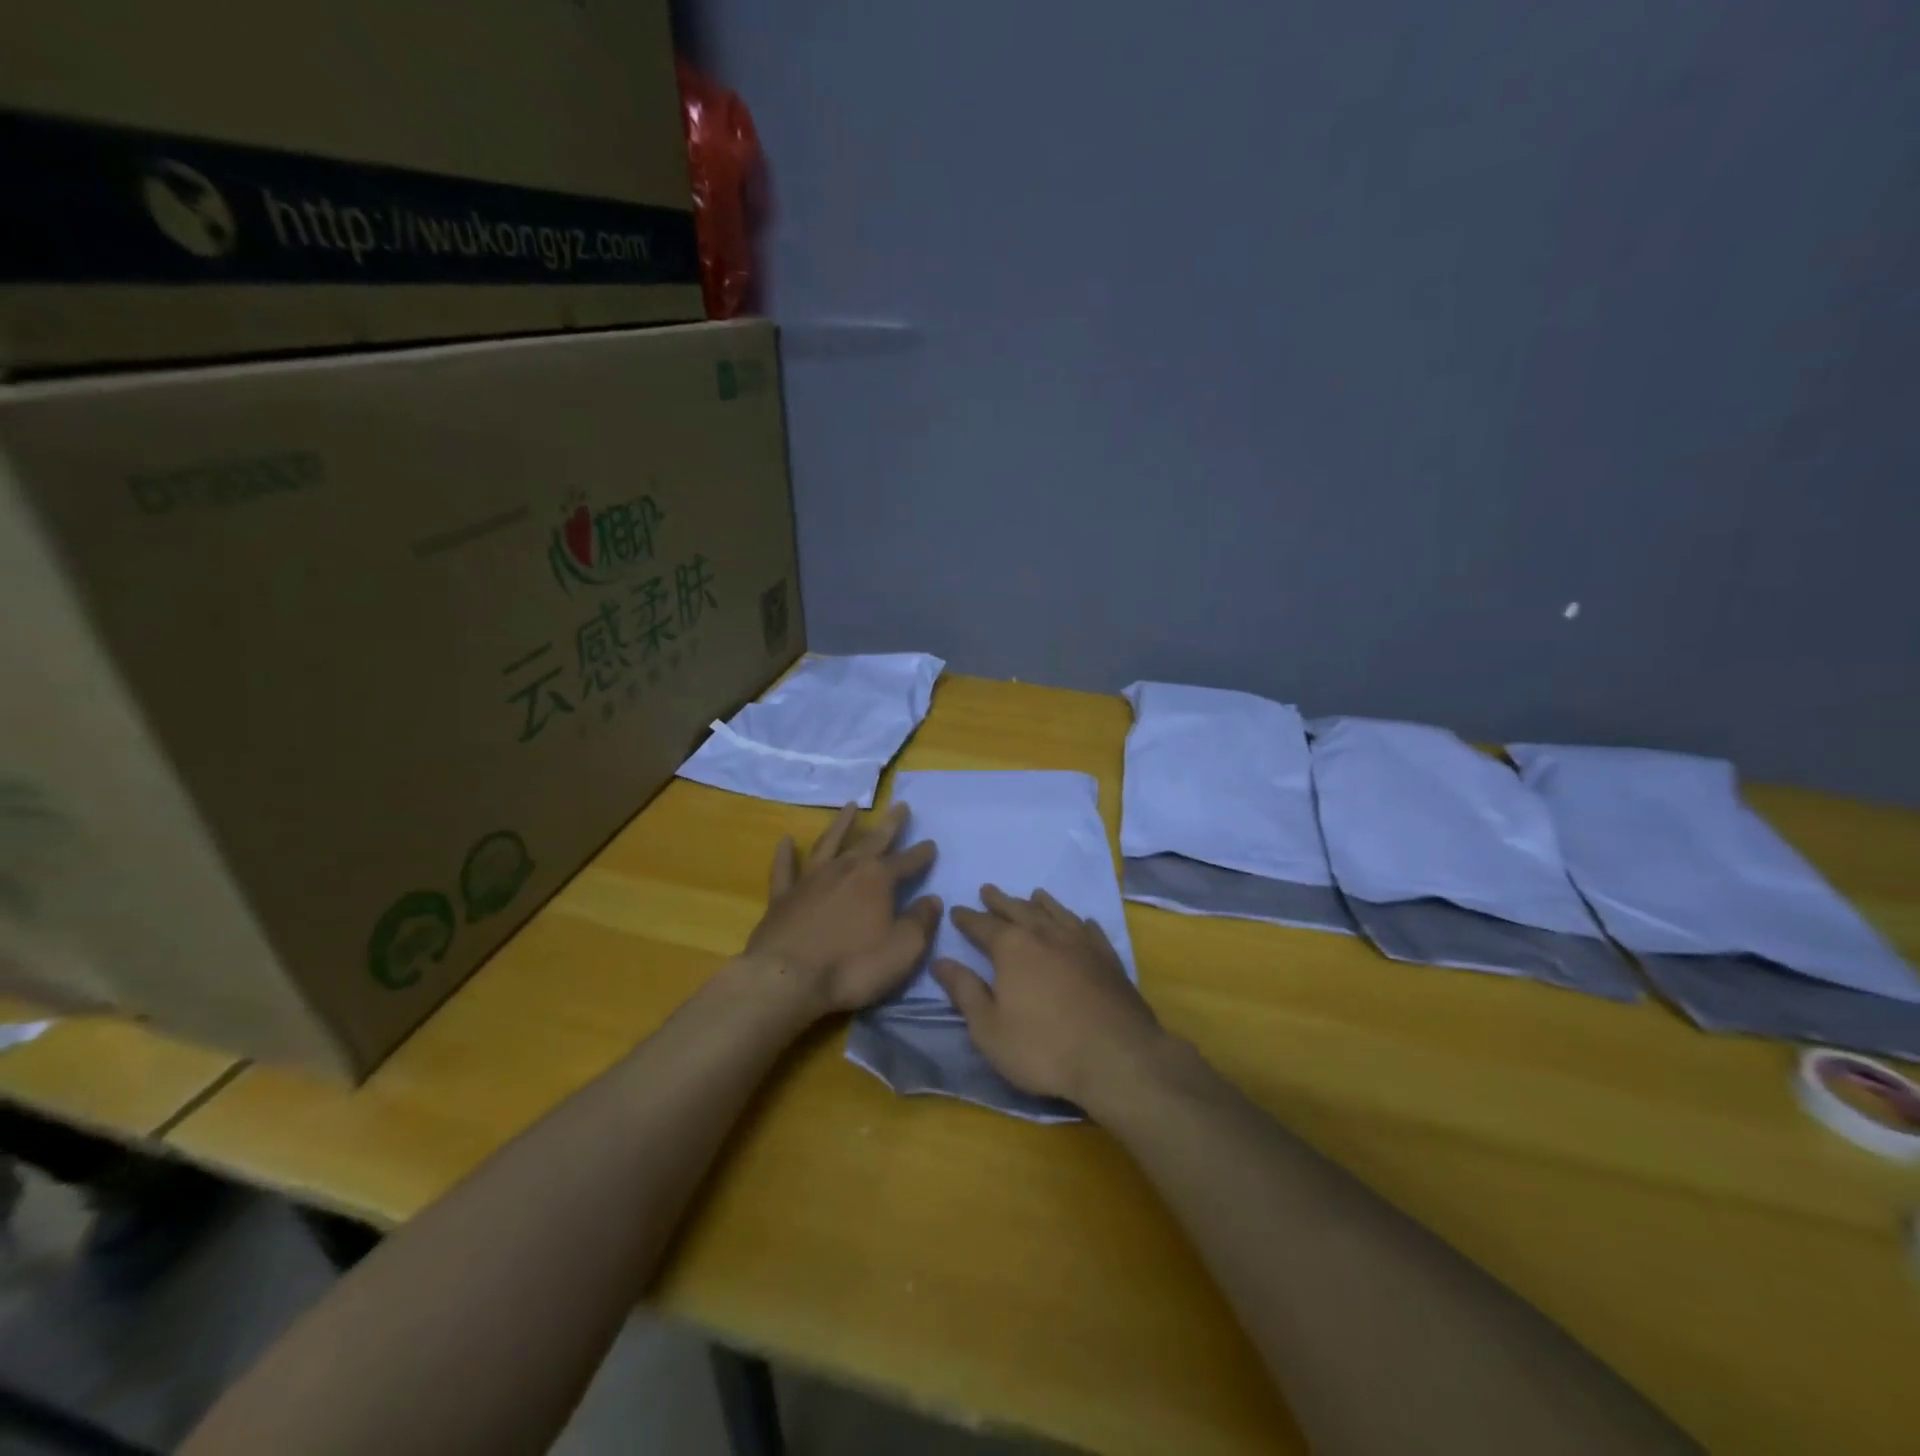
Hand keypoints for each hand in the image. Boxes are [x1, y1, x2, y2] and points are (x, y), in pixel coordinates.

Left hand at [746, 803, 939, 1014]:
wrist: (786, 980)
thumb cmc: (852, 966)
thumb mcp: (903, 950)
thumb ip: (921, 922)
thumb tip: (933, 900)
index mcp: (877, 880)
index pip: (906, 862)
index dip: (921, 854)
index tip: (931, 844)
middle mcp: (845, 869)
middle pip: (872, 841)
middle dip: (889, 824)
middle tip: (900, 805)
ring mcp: (811, 880)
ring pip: (829, 843)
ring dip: (841, 824)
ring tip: (850, 806)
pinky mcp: (782, 897)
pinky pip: (784, 868)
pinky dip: (785, 854)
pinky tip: (786, 840)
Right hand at [933, 886, 1166, 1107]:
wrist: (1117, 1057)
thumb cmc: (1043, 1047)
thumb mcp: (989, 1028)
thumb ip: (964, 991)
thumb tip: (940, 961)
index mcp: (1012, 948)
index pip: (983, 926)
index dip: (968, 918)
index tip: (956, 910)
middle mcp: (1046, 935)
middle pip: (1019, 910)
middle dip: (1000, 901)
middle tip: (988, 890)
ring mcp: (1081, 944)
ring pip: (1056, 912)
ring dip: (1041, 903)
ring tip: (1033, 894)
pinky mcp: (1108, 959)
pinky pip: (1090, 930)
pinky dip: (1080, 922)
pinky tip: (1081, 921)